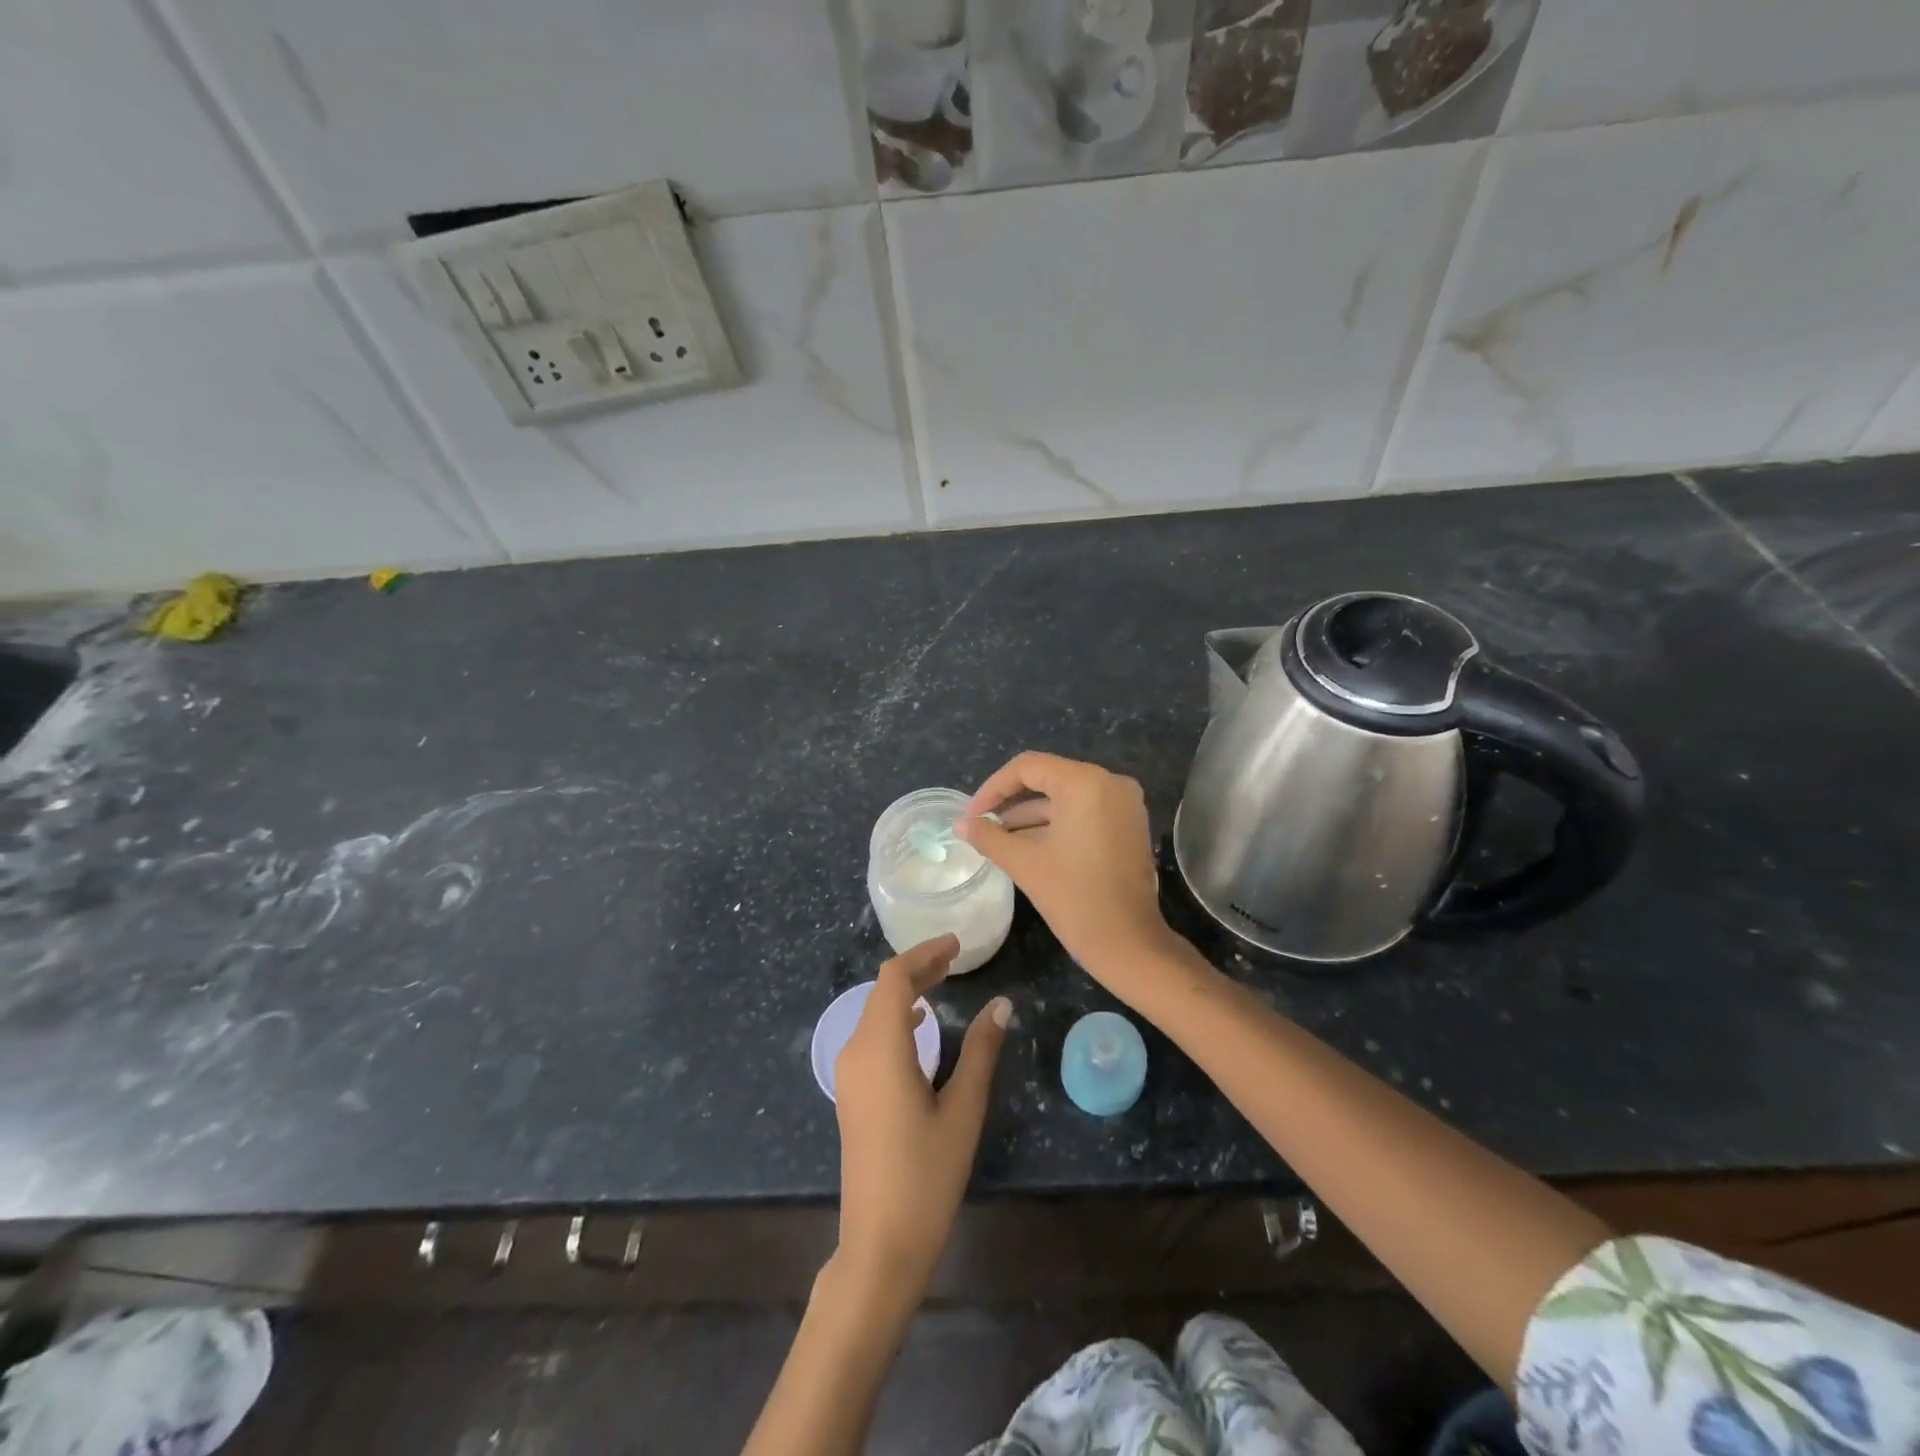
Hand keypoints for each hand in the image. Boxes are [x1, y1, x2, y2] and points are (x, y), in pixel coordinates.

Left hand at [832, 934, 1010, 1294]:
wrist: (879, 1244)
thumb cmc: (926, 1176)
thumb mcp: (963, 1110)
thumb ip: (981, 1051)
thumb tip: (1002, 1004)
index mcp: (880, 1048)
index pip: (895, 978)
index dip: (924, 954)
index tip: (957, 944)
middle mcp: (855, 1052)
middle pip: (883, 991)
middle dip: (918, 969)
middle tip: (956, 959)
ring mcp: (849, 1074)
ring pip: (875, 1012)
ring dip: (907, 992)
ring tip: (944, 982)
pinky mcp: (851, 1093)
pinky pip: (871, 1036)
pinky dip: (897, 1018)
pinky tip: (922, 1026)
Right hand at [959, 752, 1174, 977]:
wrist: (1128, 943)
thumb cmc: (1074, 898)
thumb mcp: (1024, 863)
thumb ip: (988, 836)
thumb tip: (959, 824)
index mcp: (1085, 783)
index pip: (1028, 767)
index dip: (994, 787)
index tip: (972, 814)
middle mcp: (1110, 782)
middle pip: (1049, 778)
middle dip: (1011, 801)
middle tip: (982, 824)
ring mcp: (1124, 803)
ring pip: (1066, 797)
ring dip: (1032, 814)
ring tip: (999, 837)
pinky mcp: (1129, 824)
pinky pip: (1085, 811)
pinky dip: (1057, 823)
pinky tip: (1029, 843)